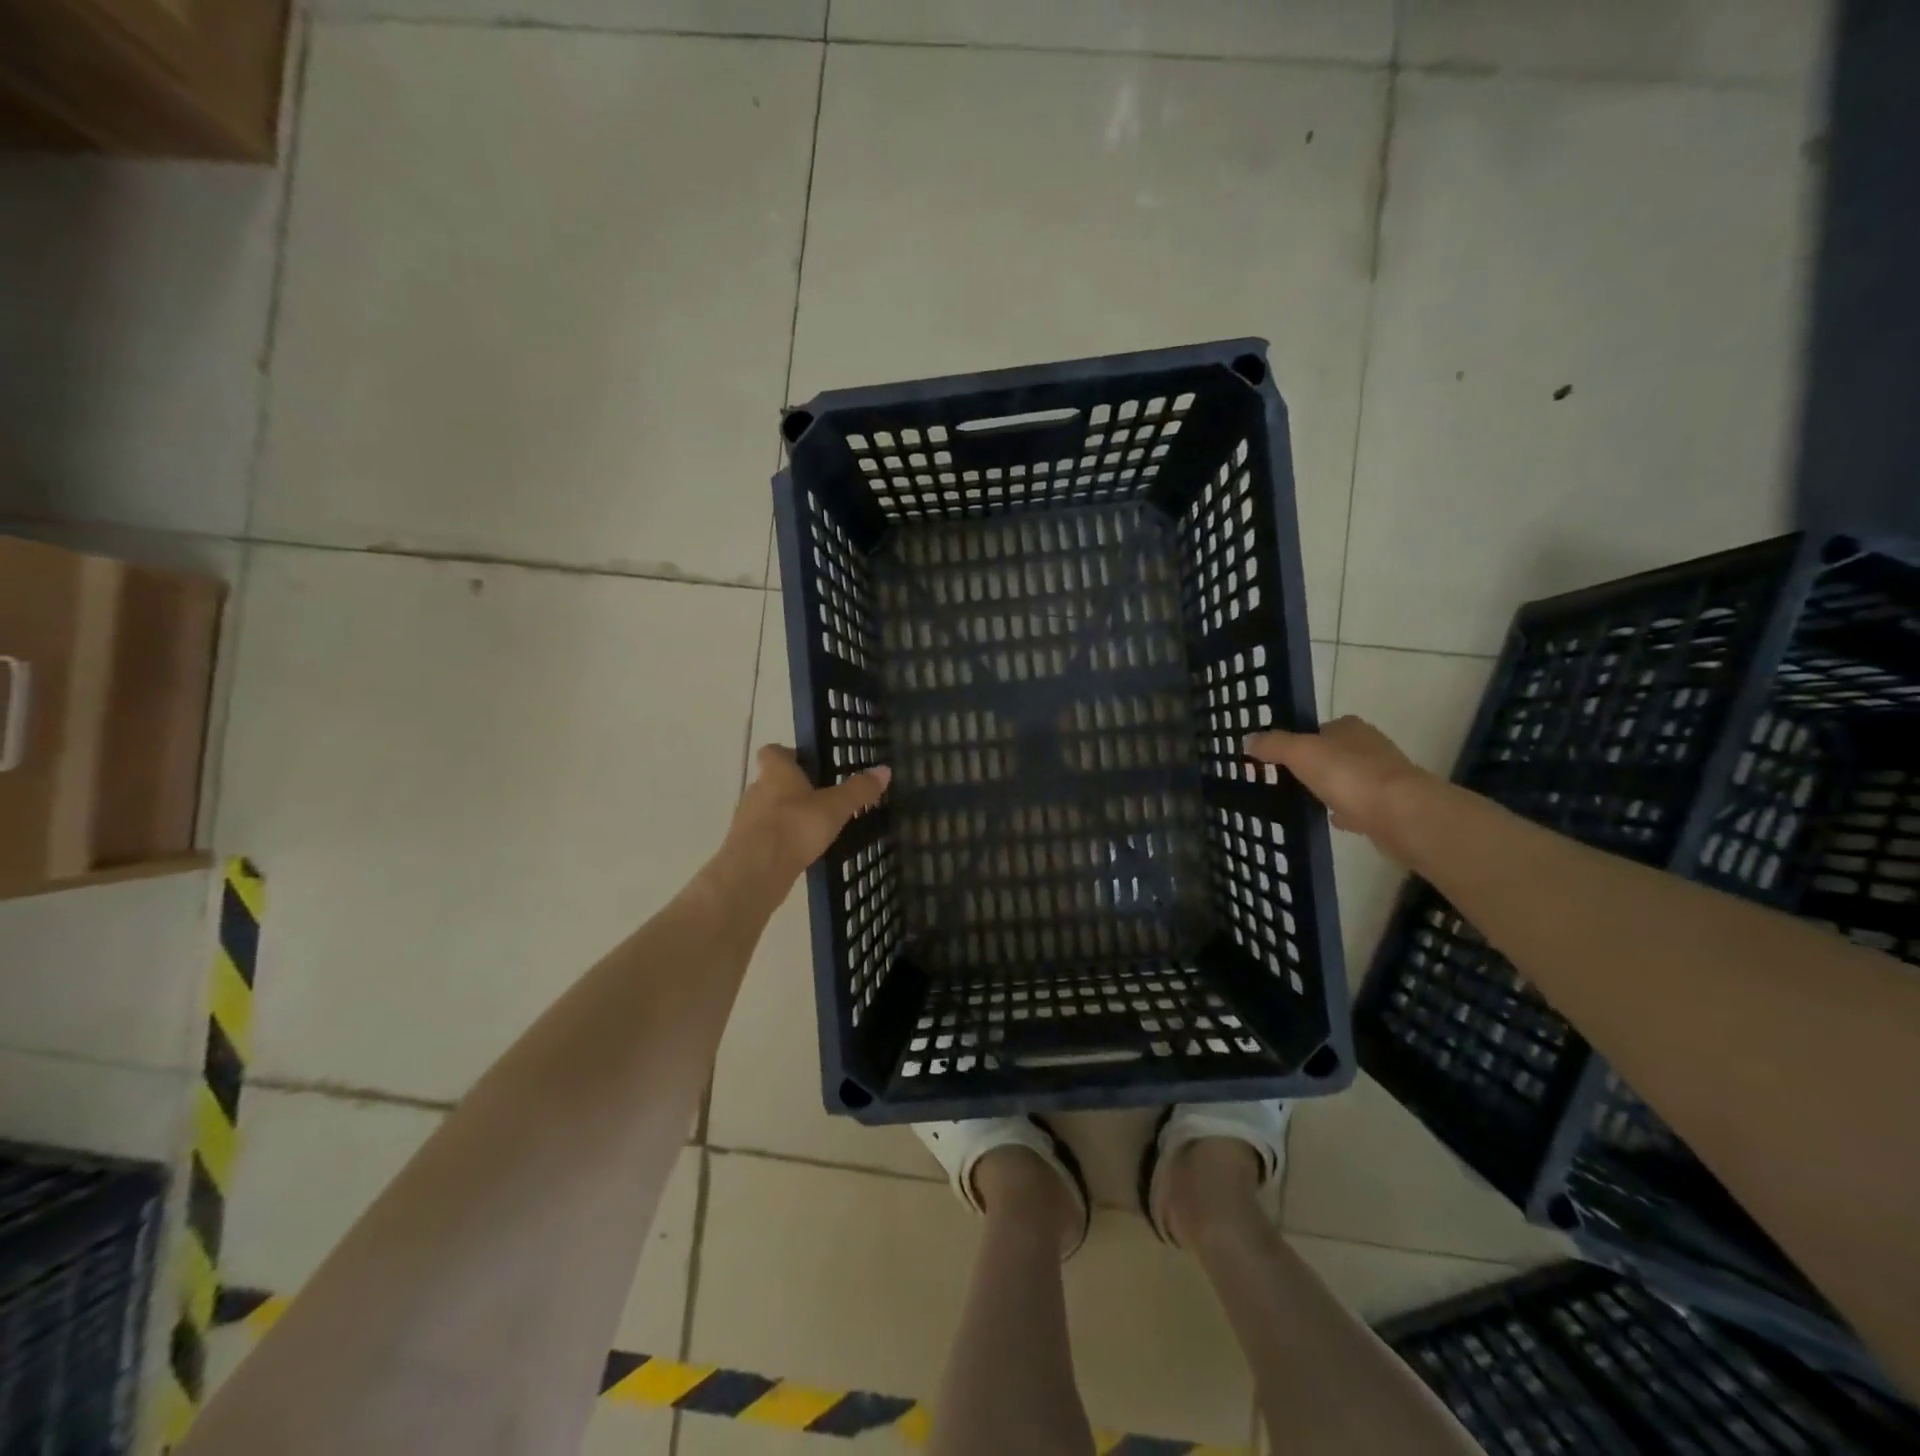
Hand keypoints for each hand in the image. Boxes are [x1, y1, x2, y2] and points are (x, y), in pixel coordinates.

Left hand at [723, 745, 889, 885]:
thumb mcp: (835, 807)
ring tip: (814, 828)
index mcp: (776, 772)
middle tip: (821, 799)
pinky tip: (800, 851)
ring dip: (787, 815)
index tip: (809, 765)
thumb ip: (859, 790)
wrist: (756, 871)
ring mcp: (747, 819)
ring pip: (768, 809)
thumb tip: (885, 769)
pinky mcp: (745, 846)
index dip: (789, 755)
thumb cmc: (796, 826)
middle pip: (772, 781)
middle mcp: (756, 789)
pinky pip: (766, 835)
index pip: (773, 751)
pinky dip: (781, 839)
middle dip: (794, 788)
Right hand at [1245, 717, 1432, 842]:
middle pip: (1333, 753)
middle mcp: (1370, 746)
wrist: (1400, 815)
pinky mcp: (1389, 806)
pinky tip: (1329, 819)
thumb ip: (1273, 745)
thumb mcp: (1300, 752)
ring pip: (1347, 779)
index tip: (1278, 758)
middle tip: (1285, 780)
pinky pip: (1359, 805)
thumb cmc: (1348, 775)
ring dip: (1330, 788)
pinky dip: (1344, 810)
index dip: (1298, 740)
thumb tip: (1248, 740)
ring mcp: (1383, 777)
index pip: (1319, 728)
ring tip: (1303, 800)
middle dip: (1313, 765)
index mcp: (1350, 728)